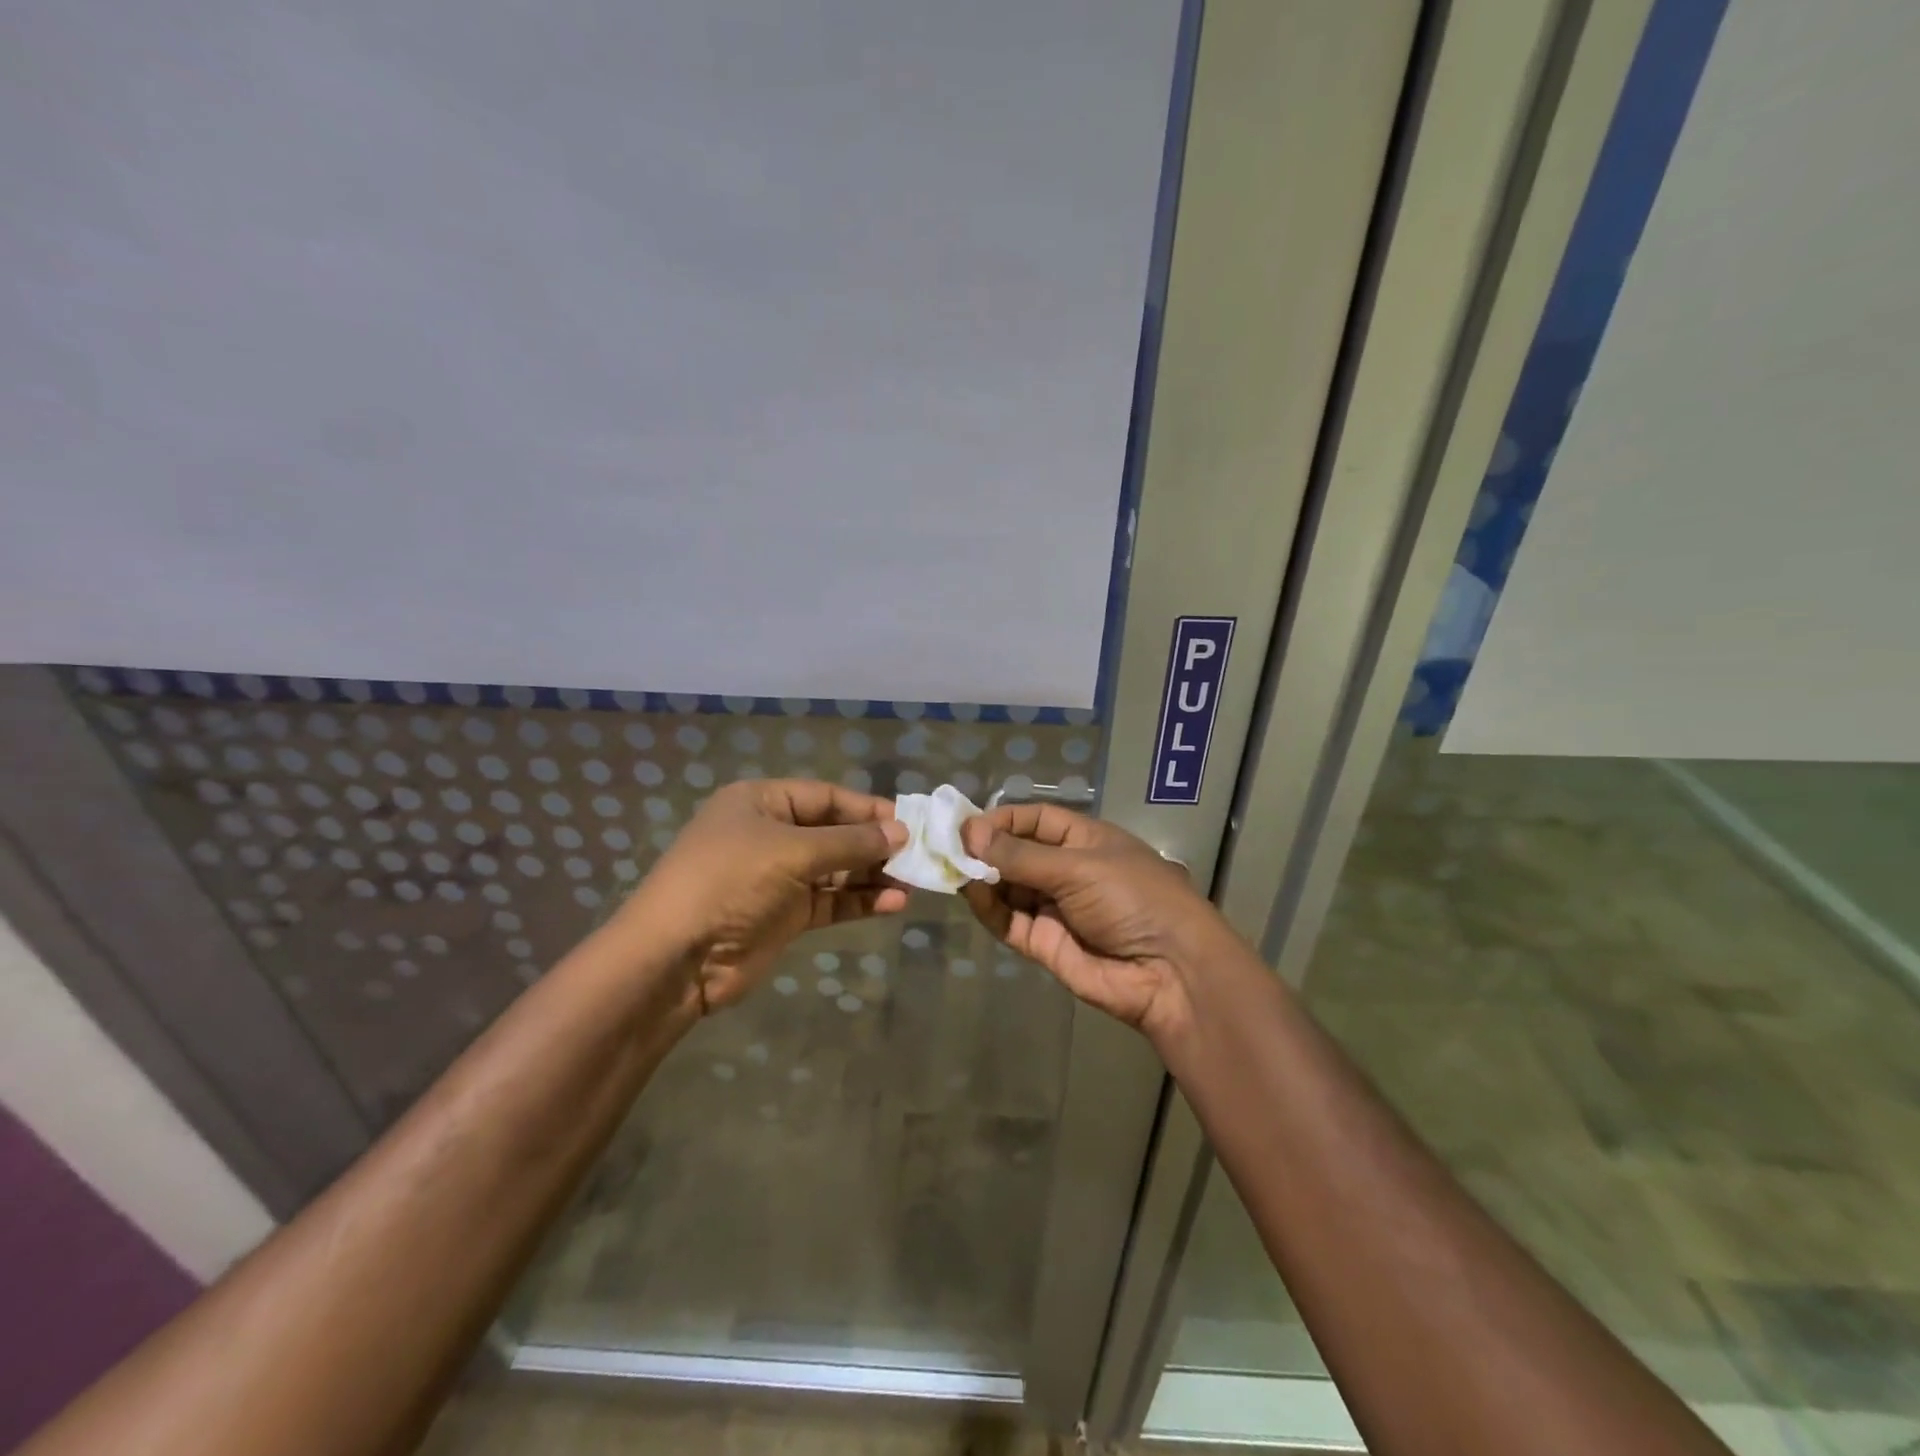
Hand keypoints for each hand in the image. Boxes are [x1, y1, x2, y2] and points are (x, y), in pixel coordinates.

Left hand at [616, 779, 907, 1013]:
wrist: (675, 959)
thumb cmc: (730, 882)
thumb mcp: (792, 852)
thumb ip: (850, 843)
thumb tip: (900, 833)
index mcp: (762, 802)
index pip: (826, 797)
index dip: (867, 809)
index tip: (909, 822)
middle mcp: (771, 834)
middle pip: (834, 833)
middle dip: (874, 844)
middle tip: (919, 855)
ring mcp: (777, 877)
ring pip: (836, 870)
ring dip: (872, 875)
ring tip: (914, 882)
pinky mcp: (784, 915)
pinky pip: (831, 901)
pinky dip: (859, 902)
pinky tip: (893, 904)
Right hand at [959, 804, 1229, 1036]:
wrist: (1170, 972)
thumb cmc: (1132, 899)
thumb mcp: (1077, 867)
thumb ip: (1020, 855)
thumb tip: (970, 833)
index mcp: (1085, 841)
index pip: (1035, 820)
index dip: (1002, 820)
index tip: (967, 824)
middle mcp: (1067, 871)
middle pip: (1016, 854)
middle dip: (985, 850)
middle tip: (947, 847)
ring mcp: (1054, 908)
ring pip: (1008, 888)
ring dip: (982, 878)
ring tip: (954, 869)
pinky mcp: (1044, 944)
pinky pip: (1009, 921)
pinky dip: (988, 908)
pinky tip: (971, 894)